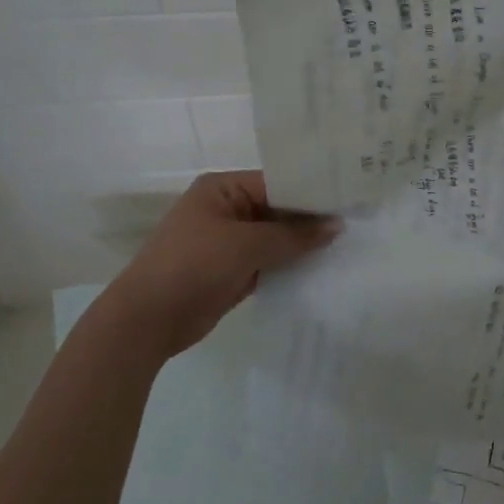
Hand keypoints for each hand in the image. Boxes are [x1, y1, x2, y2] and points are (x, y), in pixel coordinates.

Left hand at [107, 171, 337, 359]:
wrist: (147, 321)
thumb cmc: (193, 267)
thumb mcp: (247, 245)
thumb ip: (294, 235)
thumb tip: (337, 226)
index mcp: (223, 188)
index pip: (277, 182)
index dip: (312, 193)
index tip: (350, 200)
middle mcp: (227, 209)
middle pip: (279, 209)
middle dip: (311, 220)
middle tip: (356, 222)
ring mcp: (229, 241)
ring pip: (276, 238)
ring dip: (303, 245)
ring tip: (347, 245)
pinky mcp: (233, 270)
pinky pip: (270, 262)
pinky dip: (290, 265)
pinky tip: (322, 269)